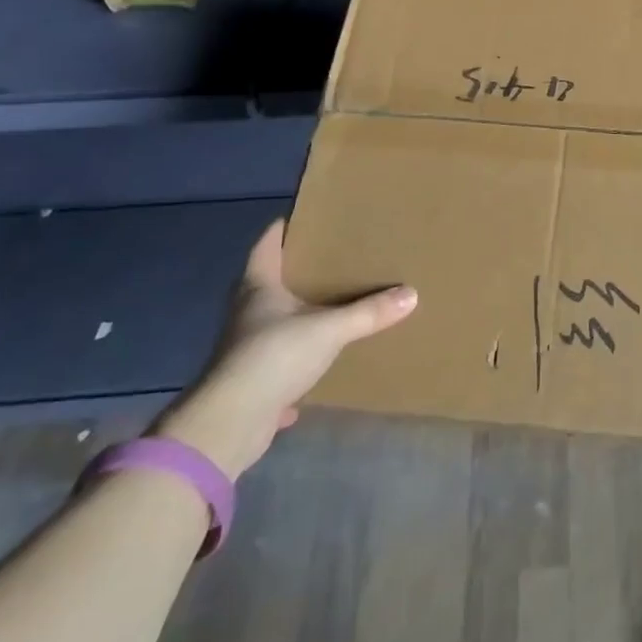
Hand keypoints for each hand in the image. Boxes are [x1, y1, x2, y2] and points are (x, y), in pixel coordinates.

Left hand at [154, 220, 416, 477]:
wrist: (230, 424)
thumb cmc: (274, 356)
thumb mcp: (329, 329)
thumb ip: (368, 312)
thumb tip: (410, 294)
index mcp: (259, 287)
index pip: (267, 245)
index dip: (283, 228)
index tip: (307, 217)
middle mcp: (248, 312)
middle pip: (270, 281)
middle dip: (297, 271)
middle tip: (333, 257)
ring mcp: (246, 348)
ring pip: (274, 321)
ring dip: (297, 315)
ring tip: (332, 305)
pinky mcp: (252, 381)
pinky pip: (279, 361)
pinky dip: (296, 361)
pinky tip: (316, 365)